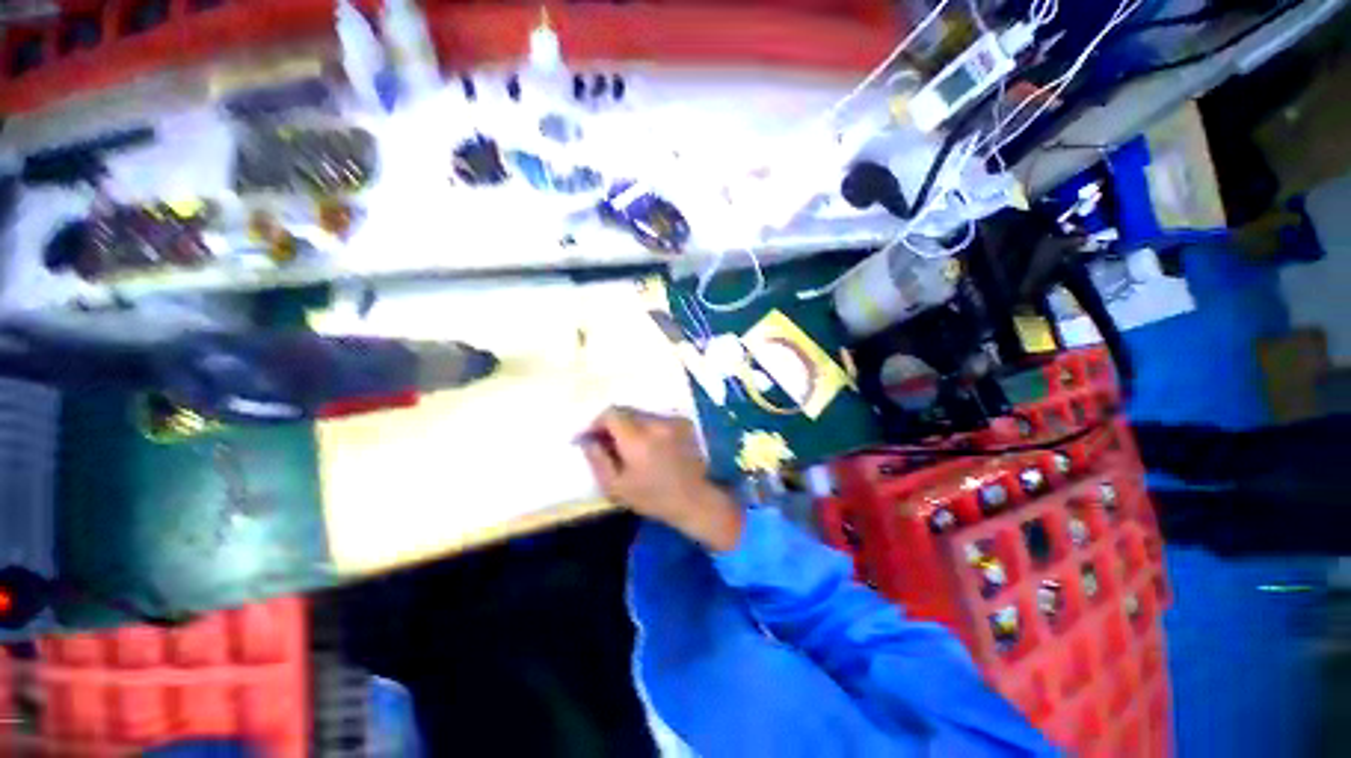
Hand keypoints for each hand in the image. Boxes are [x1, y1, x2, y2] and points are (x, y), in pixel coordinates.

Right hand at [581, 407, 743, 551]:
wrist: (694, 499)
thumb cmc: (652, 497)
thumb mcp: (616, 486)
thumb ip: (597, 459)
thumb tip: (585, 439)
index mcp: (637, 438)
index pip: (611, 413)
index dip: (597, 423)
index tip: (591, 437)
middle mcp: (655, 423)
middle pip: (626, 411)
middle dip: (612, 424)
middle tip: (606, 442)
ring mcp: (672, 421)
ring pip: (641, 414)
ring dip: (630, 425)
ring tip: (628, 445)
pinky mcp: (683, 423)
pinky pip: (656, 418)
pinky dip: (647, 427)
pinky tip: (649, 445)